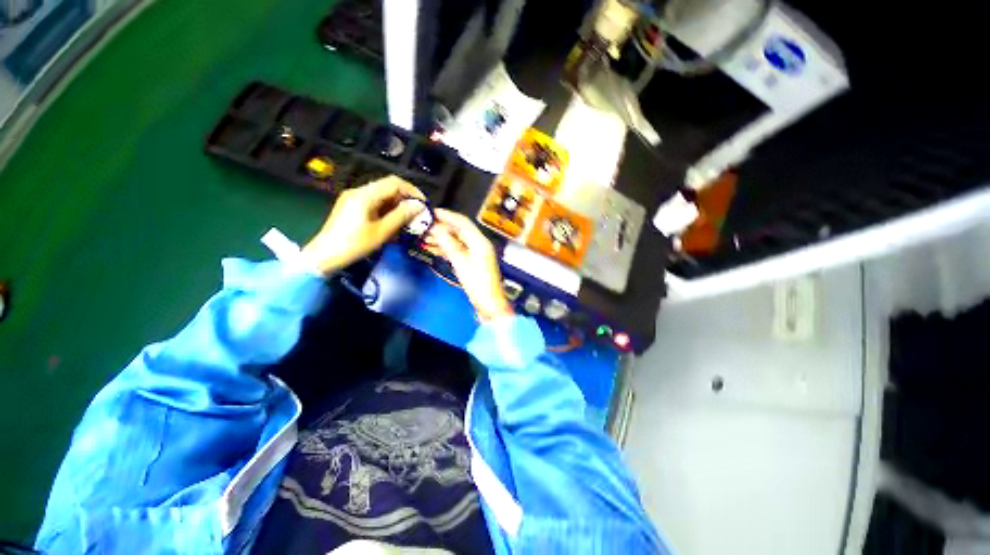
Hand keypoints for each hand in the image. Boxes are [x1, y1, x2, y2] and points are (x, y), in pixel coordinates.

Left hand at [303, 176, 424, 274]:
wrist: (324, 255)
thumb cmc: (354, 244)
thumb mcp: (382, 232)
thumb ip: (401, 216)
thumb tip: (418, 206)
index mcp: (365, 195)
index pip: (394, 182)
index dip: (412, 190)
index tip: (423, 204)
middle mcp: (358, 191)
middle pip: (388, 187)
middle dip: (405, 199)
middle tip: (416, 214)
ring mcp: (353, 198)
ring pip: (382, 195)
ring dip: (396, 205)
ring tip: (406, 221)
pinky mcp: (351, 206)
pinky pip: (374, 202)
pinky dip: (386, 210)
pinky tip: (392, 223)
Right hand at [428, 209, 513, 320]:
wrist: (489, 304)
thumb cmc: (477, 284)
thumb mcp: (461, 263)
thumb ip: (449, 245)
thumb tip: (436, 229)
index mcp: (480, 241)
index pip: (462, 222)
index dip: (447, 216)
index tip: (430, 212)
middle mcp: (479, 244)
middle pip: (459, 230)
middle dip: (441, 228)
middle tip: (423, 227)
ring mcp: (476, 253)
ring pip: (457, 240)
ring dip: (442, 238)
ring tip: (424, 238)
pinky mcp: (473, 262)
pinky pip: (458, 250)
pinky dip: (446, 248)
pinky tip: (434, 249)